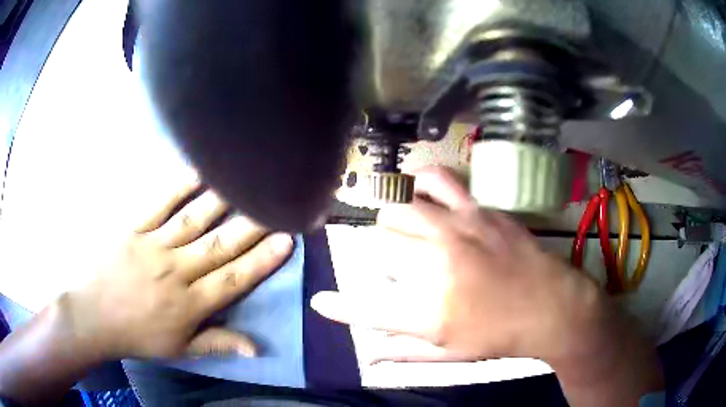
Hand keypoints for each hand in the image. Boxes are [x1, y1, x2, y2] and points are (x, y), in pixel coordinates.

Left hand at [61, 179, 292, 359]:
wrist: (93, 316)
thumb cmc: (137, 335)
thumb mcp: (179, 349)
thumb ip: (218, 344)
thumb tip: (257, 348)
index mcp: (188, 305)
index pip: (232, 279)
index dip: (262, 260)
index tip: (286, 240)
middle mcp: (175, 272)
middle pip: (219, 245)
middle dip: (252, 224)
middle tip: (277, 202)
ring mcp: (153, 247)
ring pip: (194, 221)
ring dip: (223, 200)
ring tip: (247, 180)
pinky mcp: (133, 228)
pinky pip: (159, 204)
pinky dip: (180, 186)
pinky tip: (199, 171)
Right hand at [312, 166, 605, 363]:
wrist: (551, 306)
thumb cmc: (500, 336)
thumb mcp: (451, 354)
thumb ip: (405, 353)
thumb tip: (370, 356)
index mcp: (427, 312)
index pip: (365, 308)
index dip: (337, 306)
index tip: (321, 301)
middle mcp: (434, 266)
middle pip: (378, 246)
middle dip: (378, 256)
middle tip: (395, 266)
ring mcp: (457, 231)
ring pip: (398, 209)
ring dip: (392, 220)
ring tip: (402, 228)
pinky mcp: (478, 210)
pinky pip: (438, 180)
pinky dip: (420, 181)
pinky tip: (420, 189)